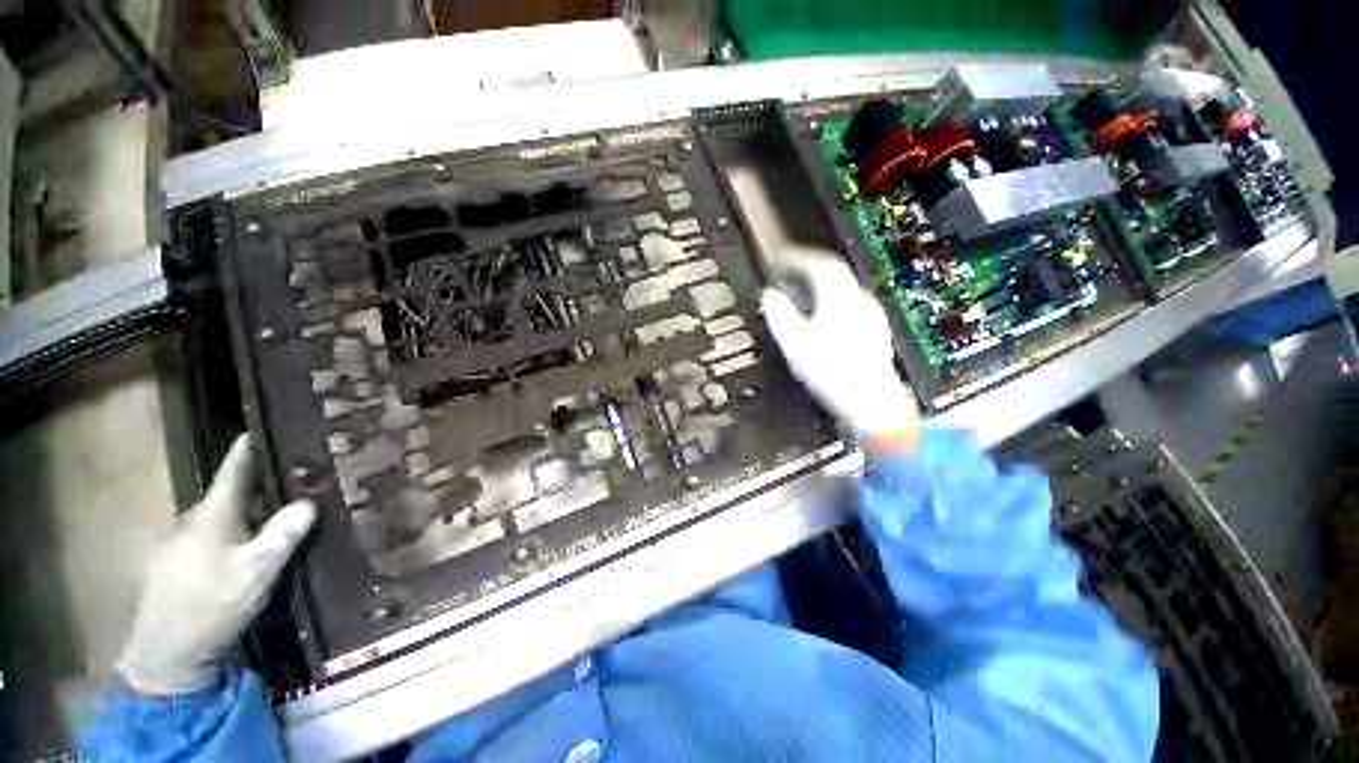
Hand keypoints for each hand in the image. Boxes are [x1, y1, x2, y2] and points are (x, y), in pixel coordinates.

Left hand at [117, 435, 316, 694]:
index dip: (248, 447)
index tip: (263, 425)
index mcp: (211, 515)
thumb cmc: (212, 607)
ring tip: (280, 516)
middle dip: (261, 485)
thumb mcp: (257, 572)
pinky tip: (252, 551)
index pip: (233, 470)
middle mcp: (193, 523)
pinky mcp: (179, 568)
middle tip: (296, 482)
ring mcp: (181, 546)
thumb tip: (308, 502)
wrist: (166, 658)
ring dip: (250, 514)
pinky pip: (215, 539)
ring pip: (223, 519)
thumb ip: (283, 534)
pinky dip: (237, 535)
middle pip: (231, 495)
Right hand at [761, 249, 920, 449]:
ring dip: (821, 282)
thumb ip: (780, 316)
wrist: (872, 402)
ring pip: (843, 285)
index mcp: (840, 299)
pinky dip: (832, 297)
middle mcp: (859, 299)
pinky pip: (850, 300)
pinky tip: (823, 314)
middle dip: (809, 267)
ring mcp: (870, 313)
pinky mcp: (874, 327)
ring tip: (802, 291)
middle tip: (789, 271)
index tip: (781, 259)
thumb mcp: (796, 345)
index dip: (798, 257)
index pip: (820, 263)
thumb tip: (769, 295)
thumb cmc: (832, 373)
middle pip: (835, 270)